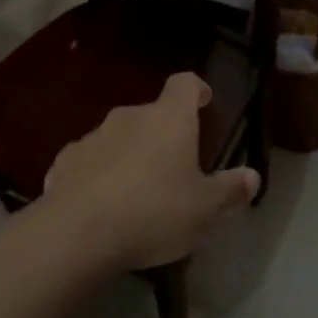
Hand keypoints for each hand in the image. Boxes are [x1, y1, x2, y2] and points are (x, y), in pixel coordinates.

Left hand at [40, 72, 258, 270]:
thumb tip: (252, 176)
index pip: (184, 84)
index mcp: (169, 119)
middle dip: (164, 133)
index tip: (204, 101)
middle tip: (175, 166)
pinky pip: (90, 161)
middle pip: (152, 114)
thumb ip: (229, 190)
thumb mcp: (204, 209)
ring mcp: (93, 137)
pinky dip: (100, 174)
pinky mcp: (64, 161)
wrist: (77, 232)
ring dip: (130, 154)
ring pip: (119, 137)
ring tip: (138, 192)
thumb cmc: (153, 211)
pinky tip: (102, 205)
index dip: (196, 90)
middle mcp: (130, 117)